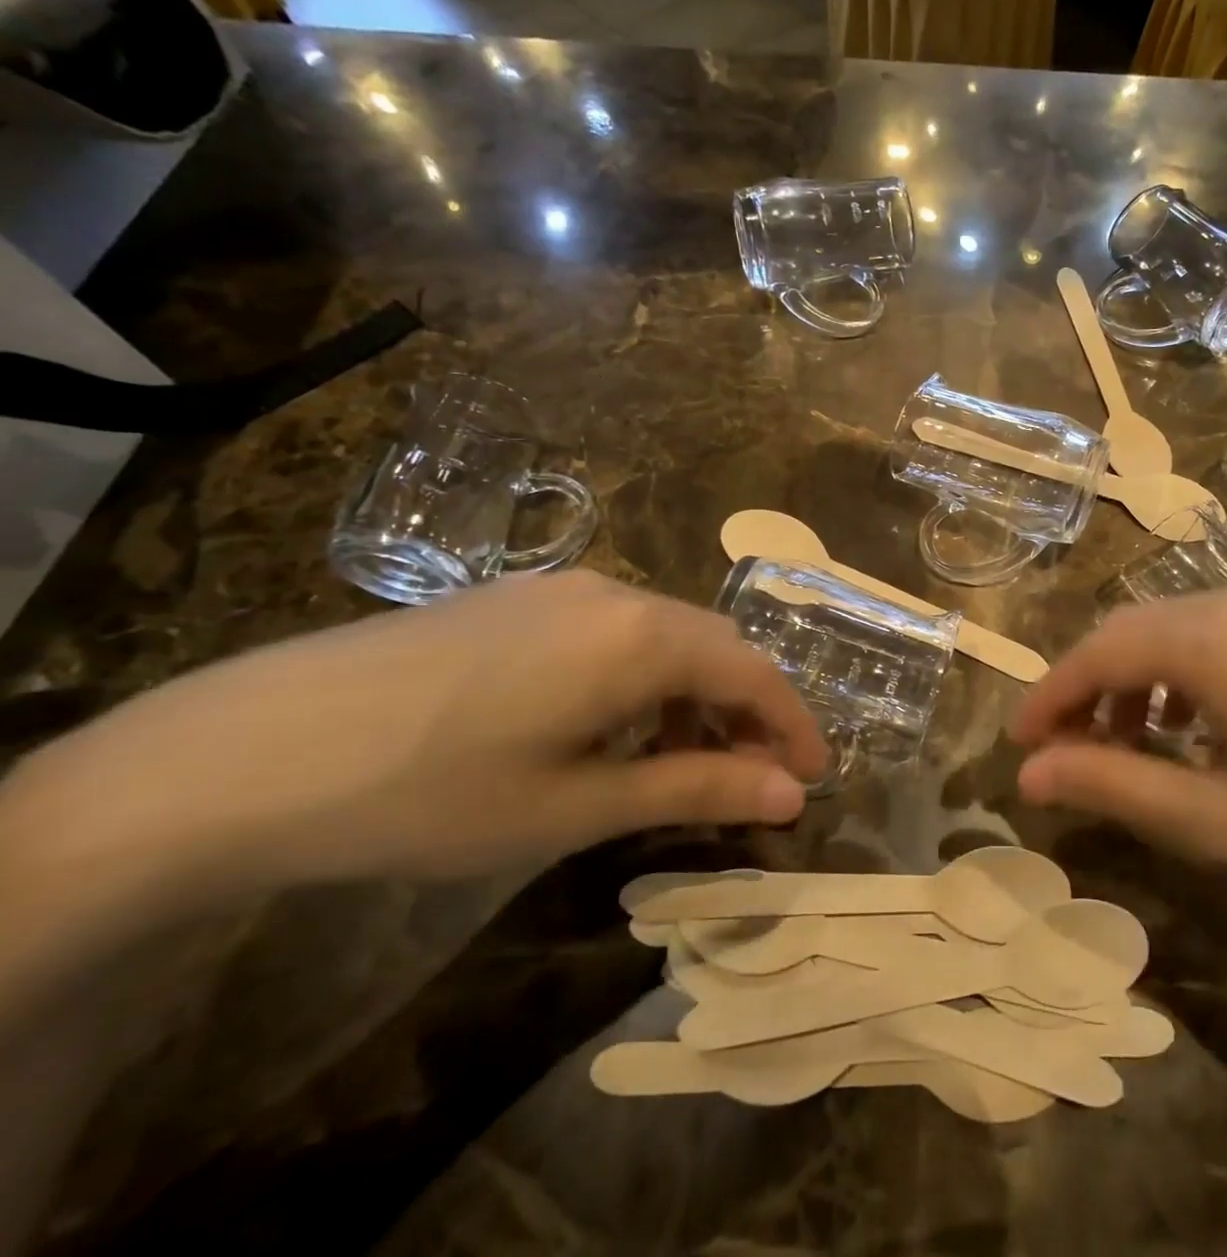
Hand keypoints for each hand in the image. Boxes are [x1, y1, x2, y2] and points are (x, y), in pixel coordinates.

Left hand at [1, 571, 829, 915]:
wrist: (244, 753)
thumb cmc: (433, 792)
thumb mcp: (578, 804)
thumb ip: (697, 787)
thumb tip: (790, 795)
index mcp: (642, 636)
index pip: (753, 673)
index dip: (793, 725)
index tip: (814, 778)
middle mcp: (616, 593)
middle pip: (715, 646)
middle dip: (749, 711)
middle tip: (757, 777)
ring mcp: (561, 588)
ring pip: (666, 634)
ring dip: (695, 693)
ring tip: (685, 759)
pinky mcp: (517, 598)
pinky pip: (615, 629)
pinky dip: (644, 675)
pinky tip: (612, 724)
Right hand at [1013, 582, 1226, 944]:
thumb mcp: (1221, 821)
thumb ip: (1114, 785)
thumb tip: (1029, 775)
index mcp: (1216, 638)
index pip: (1098, 652)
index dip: (1047, 696)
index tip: (1017, 744)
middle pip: (1132, 630)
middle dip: (1086, 688)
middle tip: (1063, 751)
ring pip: (1176, 628)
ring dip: (1136, 680)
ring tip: (1128, 746)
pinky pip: (1222, 632)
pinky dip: (1185, 672)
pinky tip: (1195, 726)